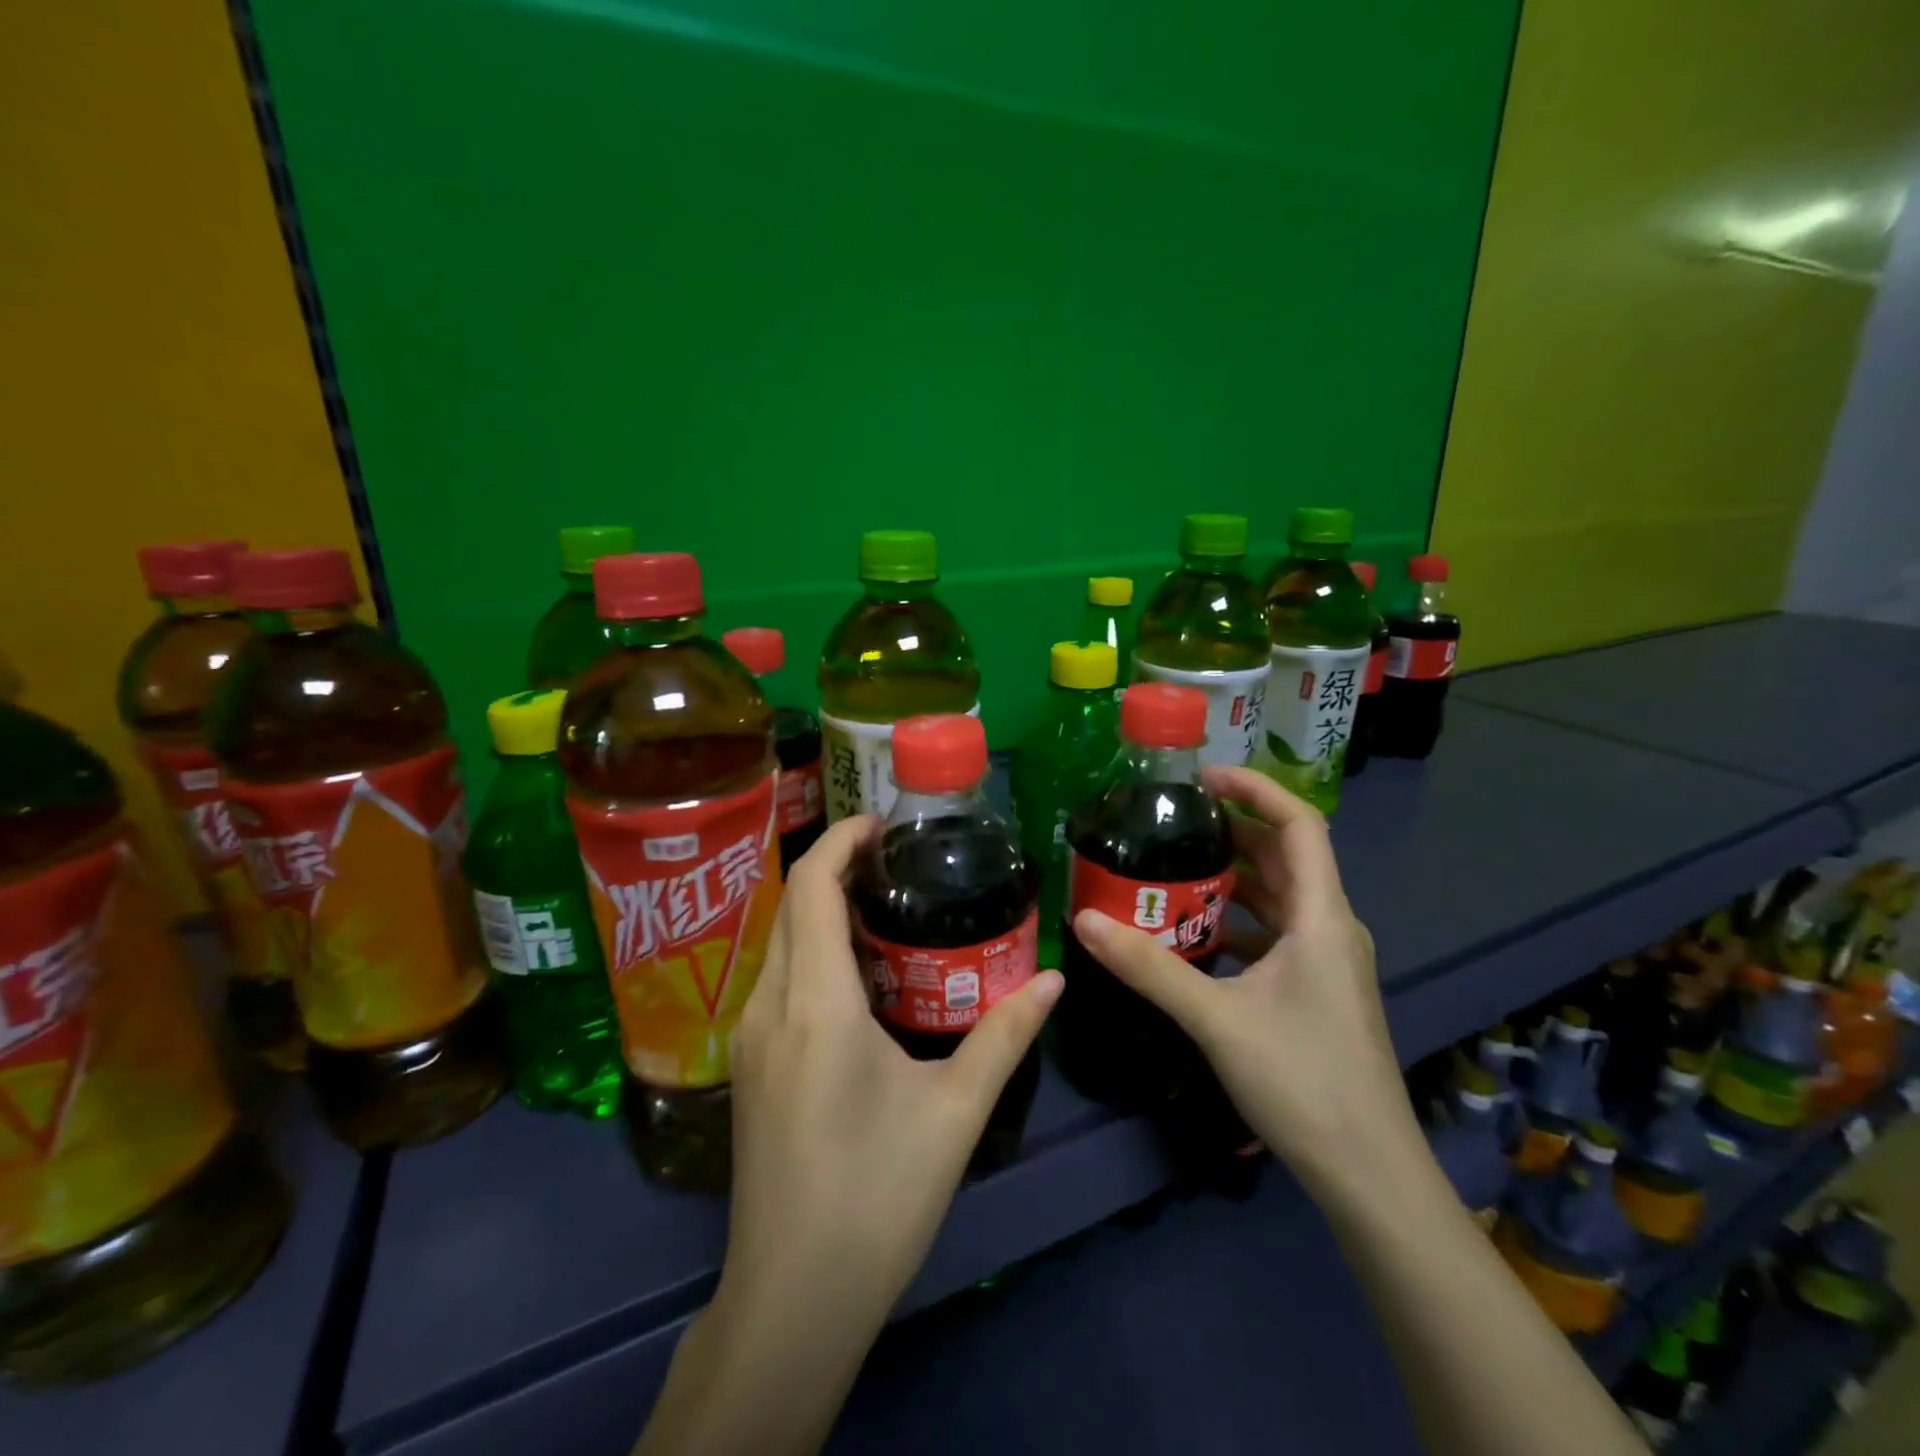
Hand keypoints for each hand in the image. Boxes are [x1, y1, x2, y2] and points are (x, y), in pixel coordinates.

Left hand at [720, 814, 1063, 1333]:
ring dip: (822, 908)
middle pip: (791, 904)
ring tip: (886, 906)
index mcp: (816, 1004)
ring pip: (780, 940)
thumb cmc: (878, 1197)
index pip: (811, 887)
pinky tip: (860, 973)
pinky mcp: (749, 1065)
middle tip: (899, 862)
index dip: (841, 839)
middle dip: (837, 867)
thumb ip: (1005, 1036)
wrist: (792, 1298)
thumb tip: (1055, 981)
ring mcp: (750, 1037)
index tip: (883, 824)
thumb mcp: (955, 1112)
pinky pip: (777, 976)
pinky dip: (812, 948)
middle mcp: (770, 1006)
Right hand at [1070, 766, 1410, 1198]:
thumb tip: (1084, 919)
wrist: (1368, 1173)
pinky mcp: (1316, 989)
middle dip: (1232, 830)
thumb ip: (1149, 967)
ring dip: (1232, 877)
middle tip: (1172, 821)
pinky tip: (1193, 935)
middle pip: (1285, 856)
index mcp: (1321, 916)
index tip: (1202, 777)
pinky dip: (1236, 920)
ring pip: (1278, 896)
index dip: (1256, 789)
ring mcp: (1326, 960)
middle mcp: (1330, 927)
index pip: (1300, 824)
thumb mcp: (1216, 1019)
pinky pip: (1274, 933)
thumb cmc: (1303, 1081)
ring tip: (1173, 868)